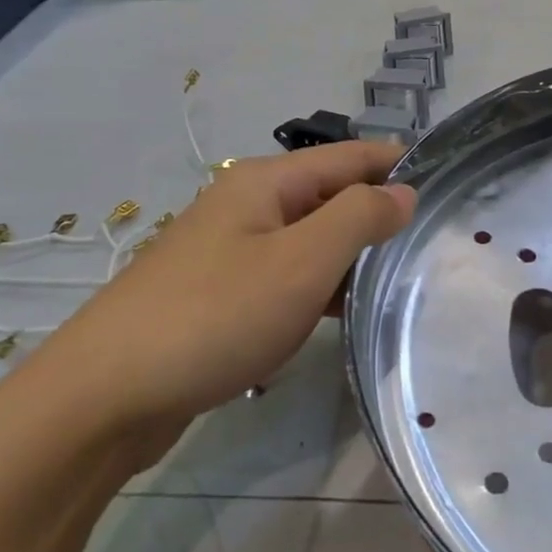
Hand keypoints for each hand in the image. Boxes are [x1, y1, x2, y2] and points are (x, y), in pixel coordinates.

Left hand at [36, 142, 416, 433]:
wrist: (106, 395)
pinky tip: (340, 313)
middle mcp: (244, 206)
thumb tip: (402, 191)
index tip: (445, 177)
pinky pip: (284, 276)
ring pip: (306, 239)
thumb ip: (359, 218)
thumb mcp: (302, 262)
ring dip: (349, 254)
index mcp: (264, 183)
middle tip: (432, 237)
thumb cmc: (215, 316)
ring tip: (399, 277)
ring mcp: (227, 251)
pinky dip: (318, 286)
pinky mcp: (217, 295)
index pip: (347, 156)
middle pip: (327, 195)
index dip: (395, 162)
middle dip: (377, 211)